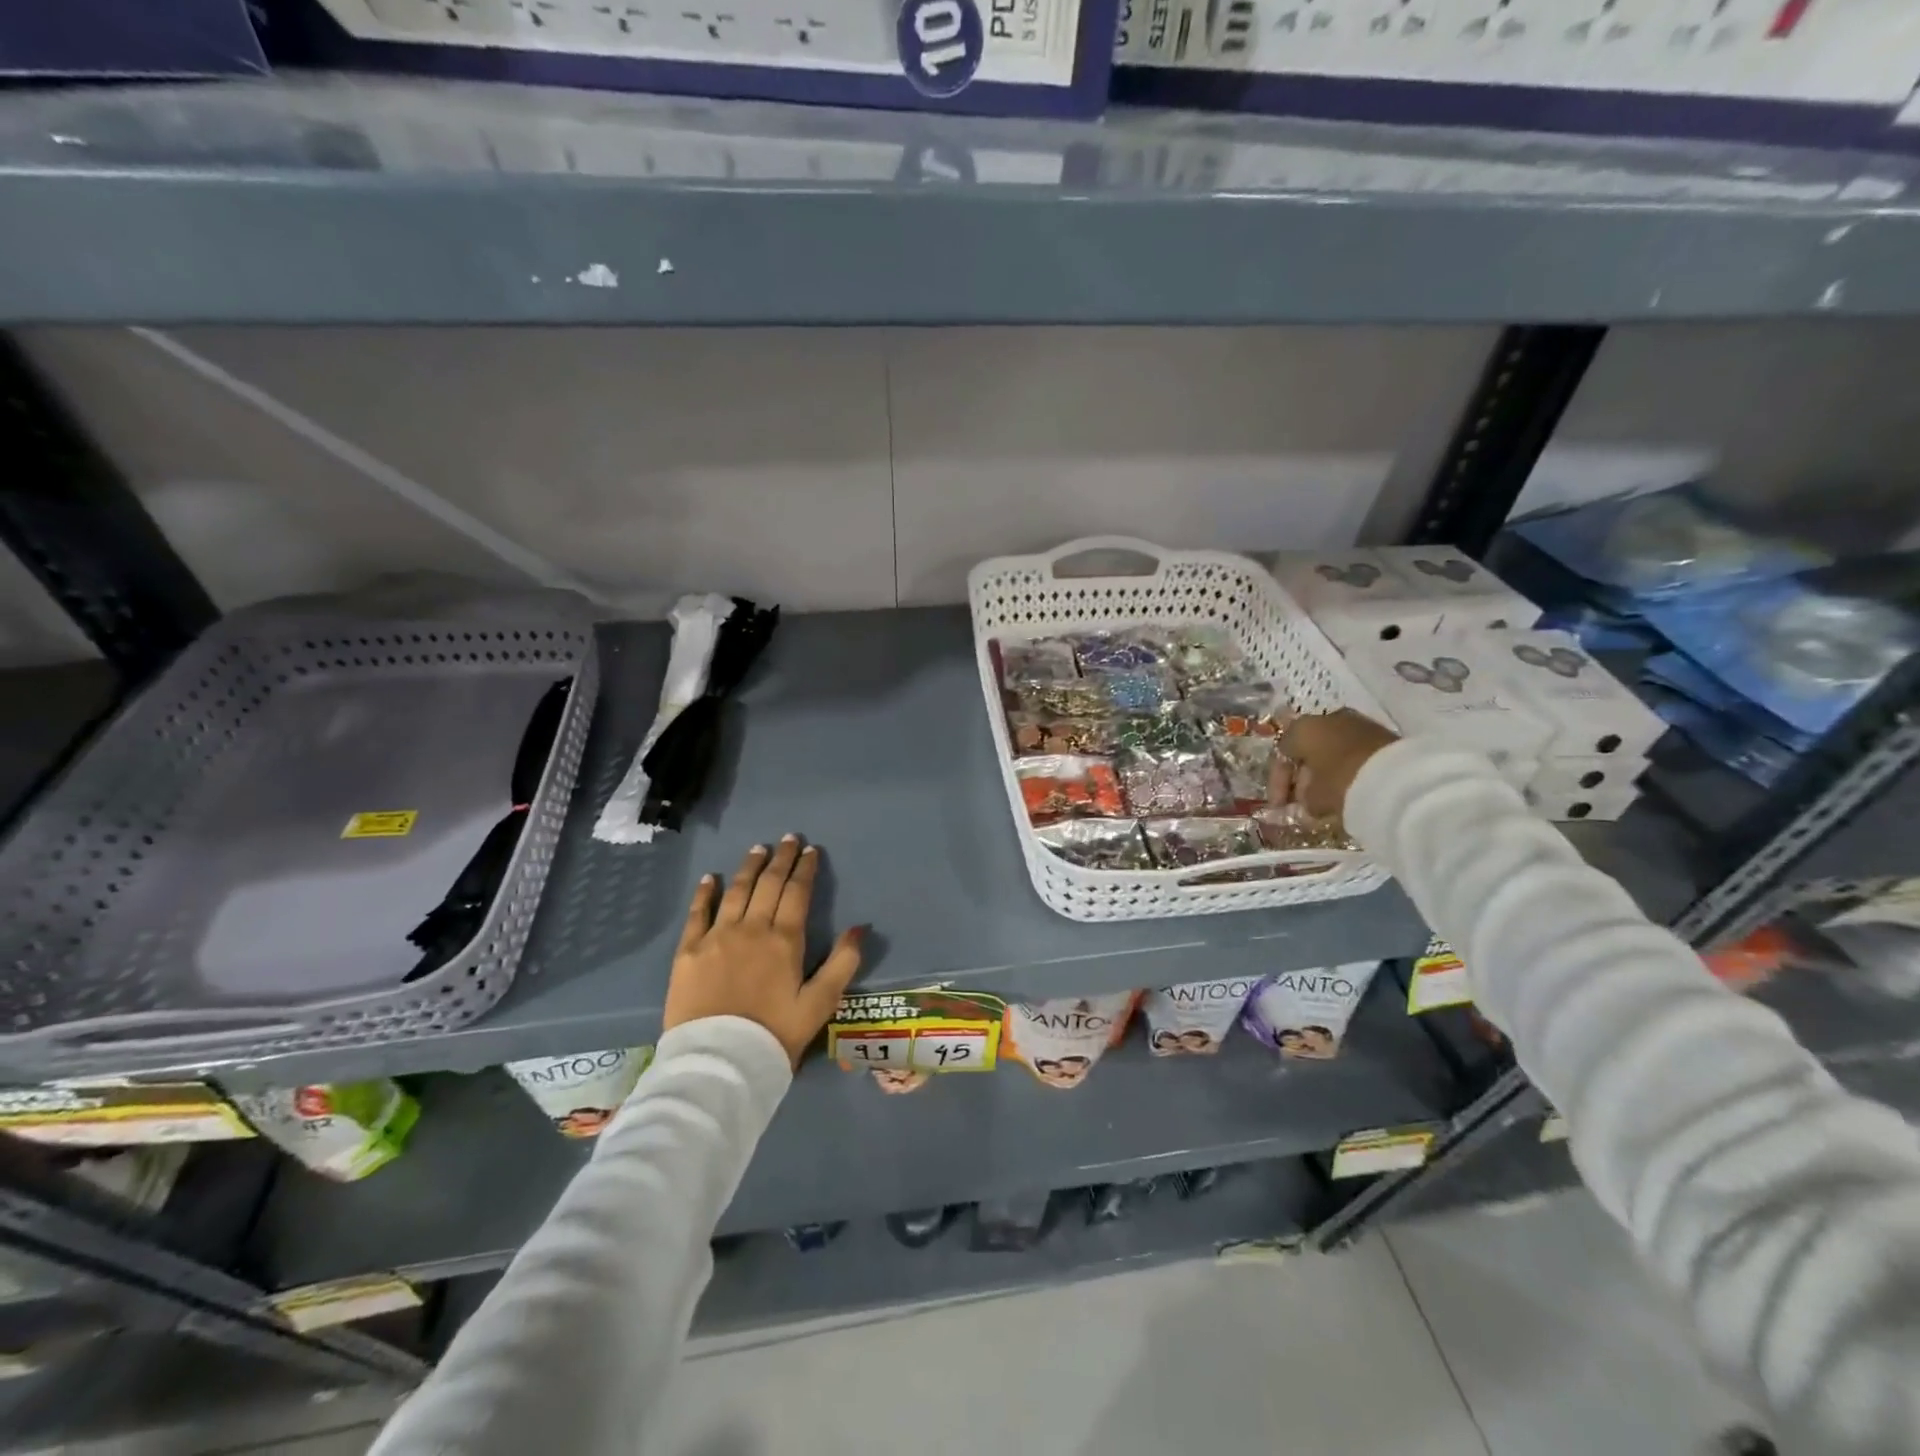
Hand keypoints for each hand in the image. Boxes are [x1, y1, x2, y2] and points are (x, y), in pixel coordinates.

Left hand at [663, 836, 866, 1067]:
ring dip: (749, 867)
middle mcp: (752, 928)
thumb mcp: (820, 1003)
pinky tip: (712, 878)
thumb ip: (843, 963)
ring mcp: (717, 937)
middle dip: (781, 858)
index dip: (805, 869)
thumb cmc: (775, 1034)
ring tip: (757, 848)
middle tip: (788, 839)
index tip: (811, 851)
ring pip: (736, 891)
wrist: (719, 1062)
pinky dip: (705, 892)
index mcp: (785, 940)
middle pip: (768, 884)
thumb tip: (859, 927)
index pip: (798, 893)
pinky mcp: (689, 951)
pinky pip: (698, 913)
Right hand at [1279, 709, 1399, 819]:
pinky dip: (1347, 770)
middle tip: (1301, 801)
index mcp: (1303, 728)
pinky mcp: (1382, 735)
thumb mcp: (1315, 798)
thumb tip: (1307, 801)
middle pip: (1308, 749)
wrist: (1400, 779)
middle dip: (1303, 777)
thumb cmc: (1342, 783)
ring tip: (1326, 798)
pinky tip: (1348, 789)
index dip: (1278, 782)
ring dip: (1325, 772)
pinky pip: (1354, 753)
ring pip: (1332, 749)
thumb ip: (1304, 799)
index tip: (1279, 806)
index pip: (1282, 753)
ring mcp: (1357, 724)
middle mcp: (1327, 718)